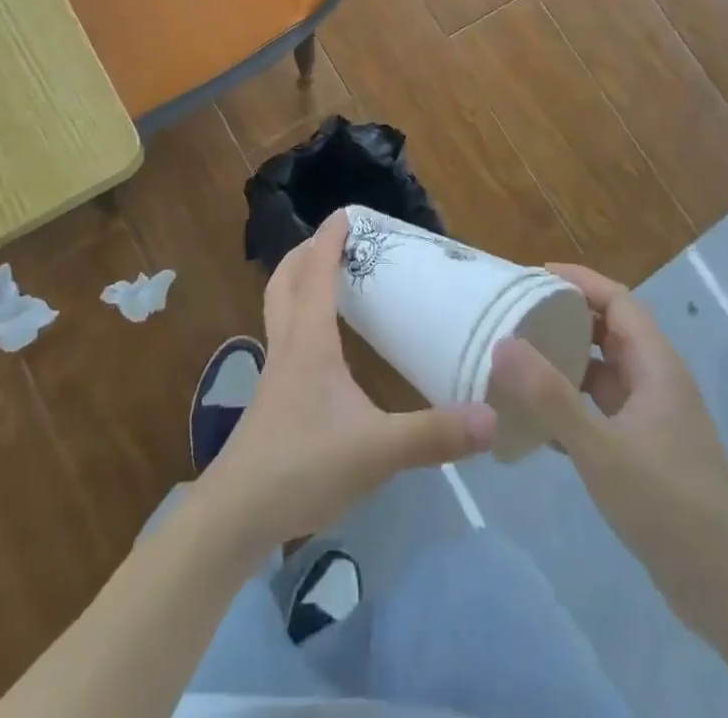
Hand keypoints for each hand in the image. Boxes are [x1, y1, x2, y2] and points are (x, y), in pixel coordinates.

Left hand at [197, 211, 496, 550]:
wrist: (237, 515)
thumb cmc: (302, 466)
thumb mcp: (376, 451)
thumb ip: (433, 435)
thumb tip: (490, 418)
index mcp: (309, 340)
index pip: (316, 272)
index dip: (329, 239)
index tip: (346, 212)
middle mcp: (288, 344)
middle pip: (286, 280)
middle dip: (307, 252)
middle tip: (337, 241)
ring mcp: (275, 372)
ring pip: (279, 307)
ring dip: (299, 282)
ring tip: (330, 279)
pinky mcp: (273, 398)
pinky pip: (285, 336)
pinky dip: (300, 317)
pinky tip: (324, 344)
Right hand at [490, 263, 727, 637]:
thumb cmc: (668, 507)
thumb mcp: (601, 450)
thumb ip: (550, 397)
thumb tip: (502, 344)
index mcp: (657, 366)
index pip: (617, 299)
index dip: (578, 281)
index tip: (532, 276)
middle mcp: (657, 380)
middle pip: (609, 329)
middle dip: (565, 316)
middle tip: (516, 313)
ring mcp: (653, 416)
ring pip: (604, 370)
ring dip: (566, 359)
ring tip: (518, 358)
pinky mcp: (646, 448)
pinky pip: (603, 407)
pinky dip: (572, 401)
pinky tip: (537, 418)